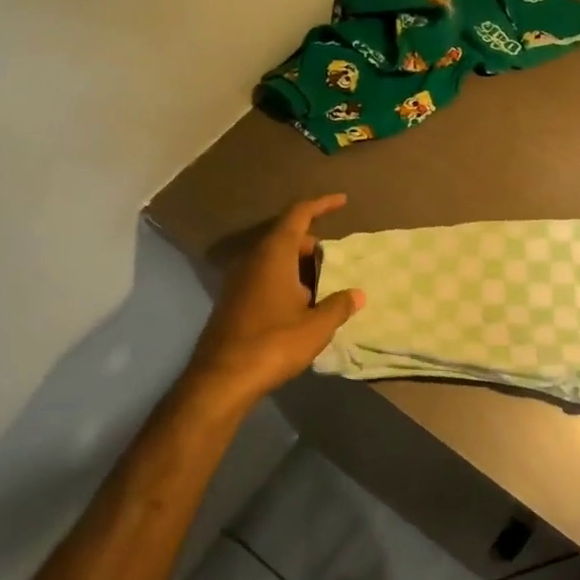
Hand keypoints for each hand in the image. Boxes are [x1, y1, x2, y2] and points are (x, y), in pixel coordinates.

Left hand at [185, 194, 364, 406]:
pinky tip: (301, 306)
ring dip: (299, 266)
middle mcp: (253, 260)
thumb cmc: (273, 343)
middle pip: (286, 237)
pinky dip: (286, 280)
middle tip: (338, 260)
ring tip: (324, 285)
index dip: (321, 205)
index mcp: (274, 255)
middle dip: (313, 244)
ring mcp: (239, 281)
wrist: (222, 378)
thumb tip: (357, 294)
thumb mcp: (316, 326)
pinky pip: (264, 277)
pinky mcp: (233, 301)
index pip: (298, 215)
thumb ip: (338, 306)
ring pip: (274, 259)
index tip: (342, 200)